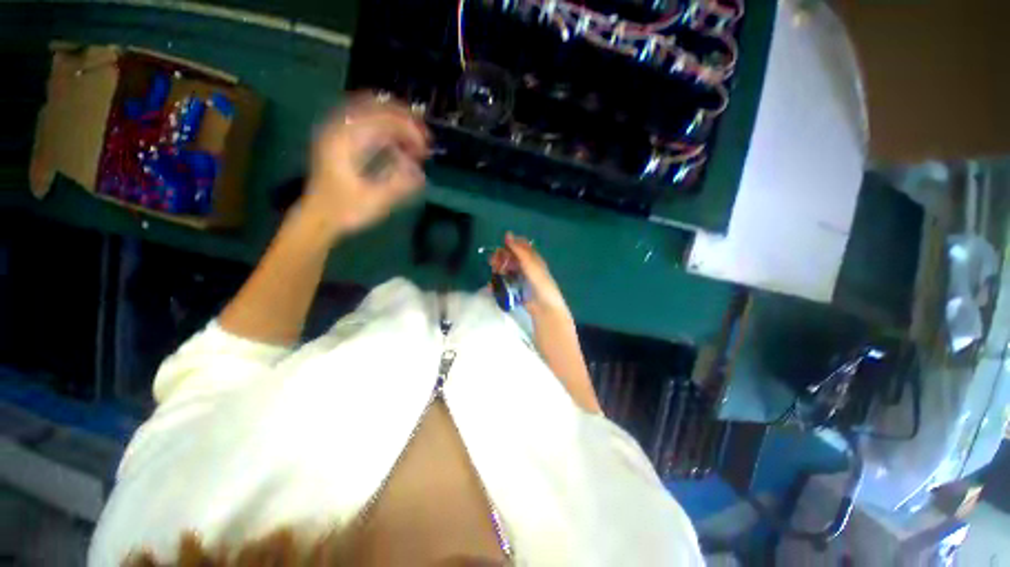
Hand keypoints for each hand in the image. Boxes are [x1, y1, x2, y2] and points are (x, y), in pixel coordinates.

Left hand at [302, 93, 429, 237]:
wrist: (318, 217)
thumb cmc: (345, 210)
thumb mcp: (376, 200)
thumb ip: (399, 183)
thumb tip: (420, 171)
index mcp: (346, 141)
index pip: (382, 119)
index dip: (409, 128)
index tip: (426, 144)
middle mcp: (339, 129)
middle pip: (375, 107)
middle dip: (404, 119)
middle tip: (424, 136)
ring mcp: (336, 132)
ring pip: (368, 111)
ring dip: (394, 122)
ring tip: (413, 138)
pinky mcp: (338, 140)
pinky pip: (363, 122)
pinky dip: (383, 128)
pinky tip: (395, 143)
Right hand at [489, 233, 570, 319]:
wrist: (544, 306)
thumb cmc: (539, 282)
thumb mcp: (530, 263)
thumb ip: (518, 250)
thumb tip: (507, 233)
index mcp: (532, 258)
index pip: (519, 246)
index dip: (509, 245)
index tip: (501, 248)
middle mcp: (526, 267)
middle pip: (510, 258)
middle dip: (500, 258)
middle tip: (493, 262)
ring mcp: (520, 279)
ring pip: (505, 270)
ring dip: (497, 269)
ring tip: (493, 273)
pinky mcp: (515, 290)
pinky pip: (504, 283)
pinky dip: (497, 283)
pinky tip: (491, 285)